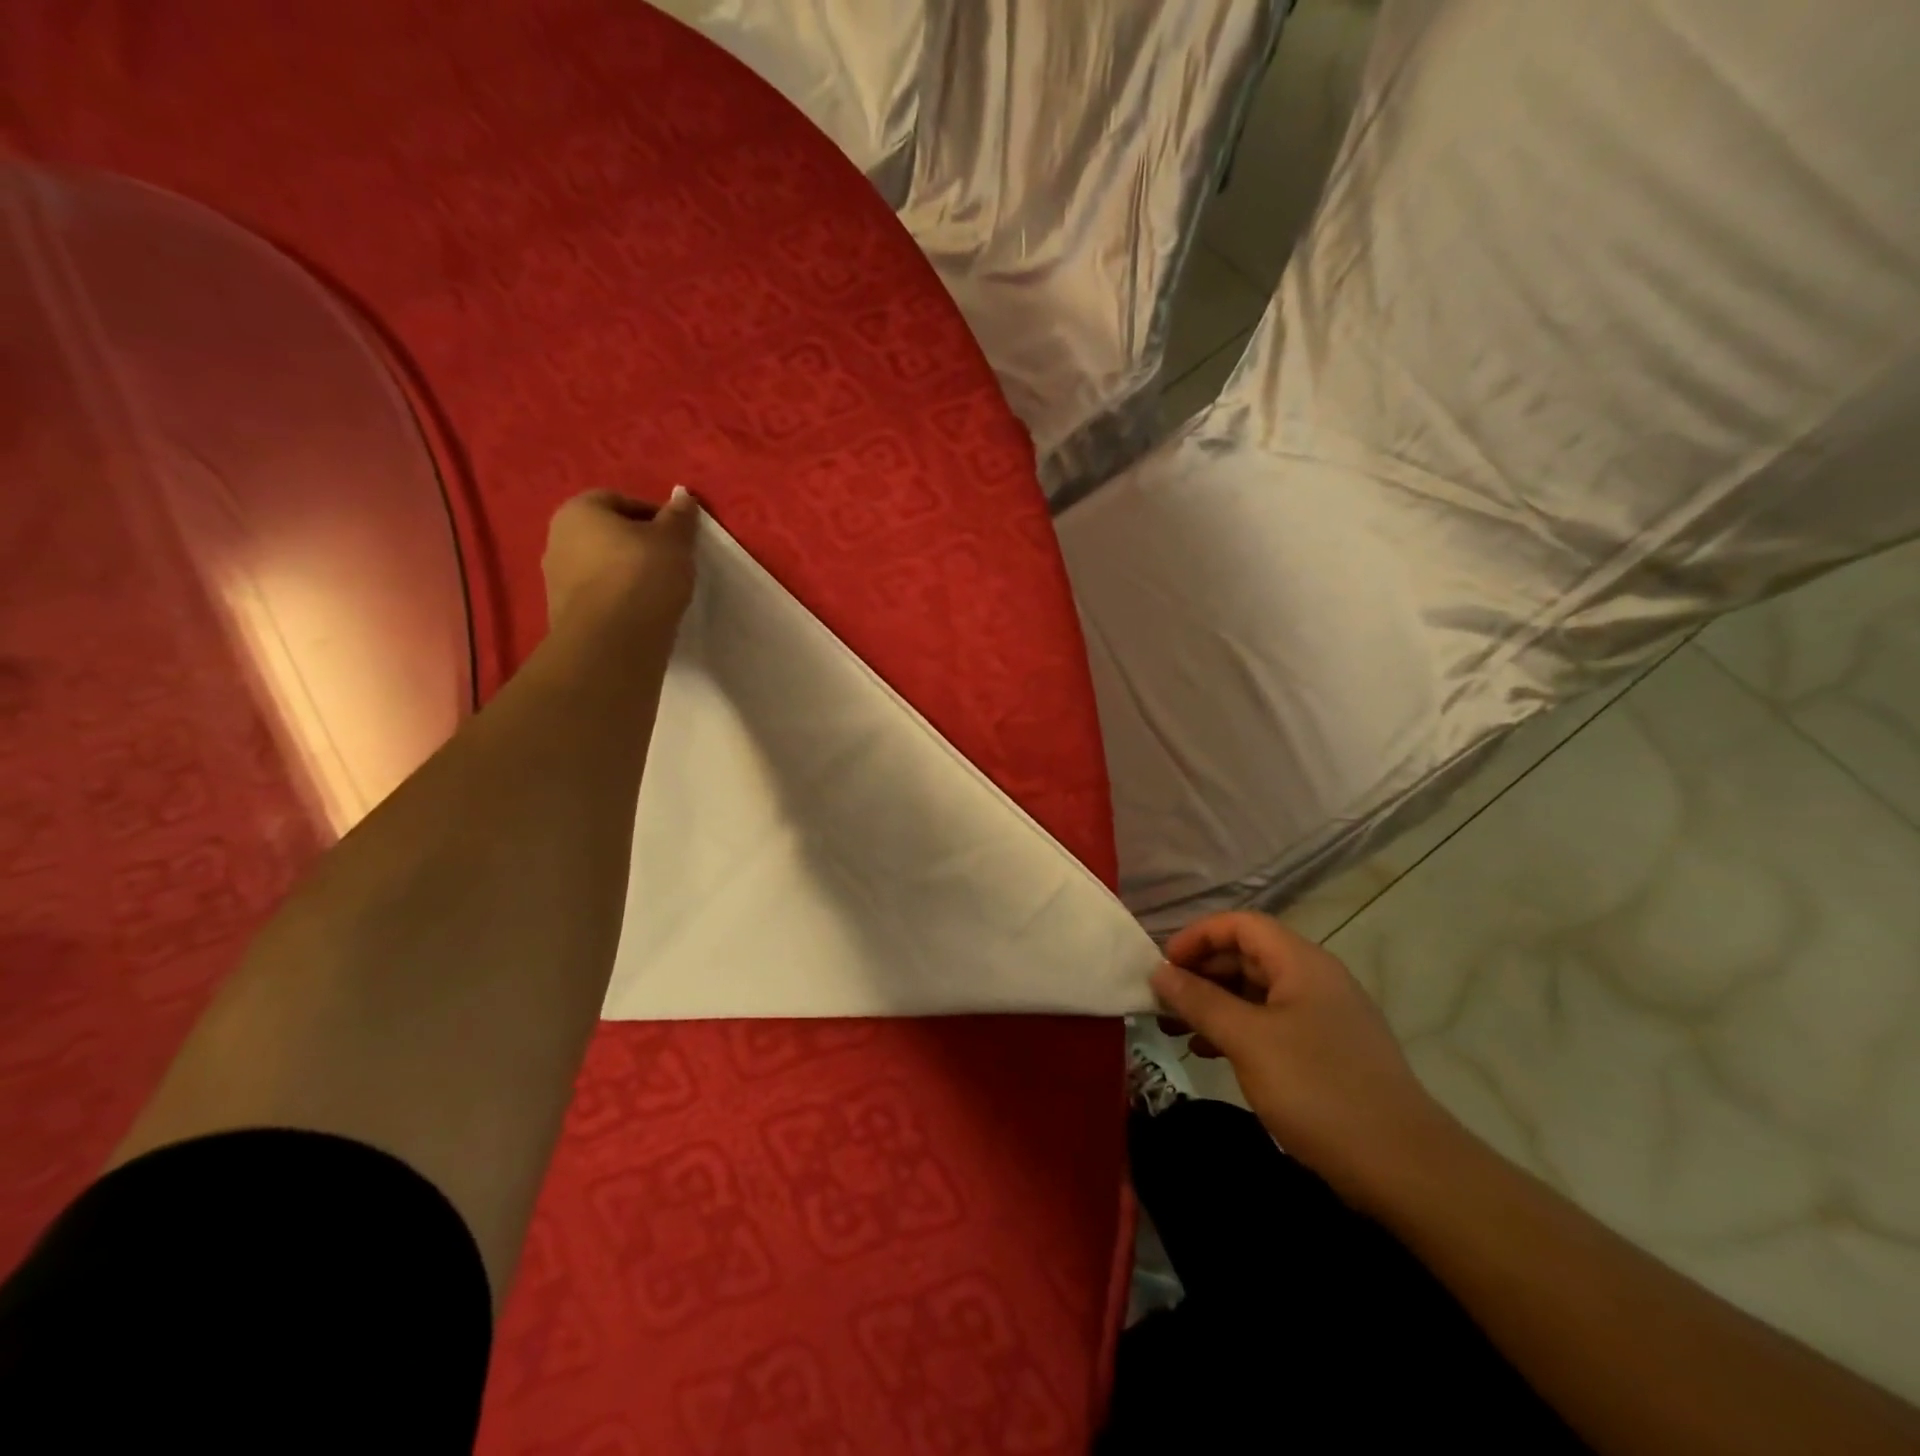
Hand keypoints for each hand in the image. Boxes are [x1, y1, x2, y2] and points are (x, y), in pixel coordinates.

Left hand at [542, 488, 699, 634]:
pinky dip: (619, 600)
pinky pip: (598, 597)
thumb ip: (679, 517)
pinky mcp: (562, 614)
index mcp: (579, 510)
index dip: (654, 516)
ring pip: (601, 567)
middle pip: (607, 535)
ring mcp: (555, 579)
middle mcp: (557, 538)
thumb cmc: (643, 574)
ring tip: (658, 592)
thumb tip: (682, 495)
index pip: (620, 500)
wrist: (612, 639)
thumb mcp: (674, 540)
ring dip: (626, 574)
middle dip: (637, 545)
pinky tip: (641, 613)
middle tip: (670, 563)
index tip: (678, 537)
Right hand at [1151, 911, 1455, 1210]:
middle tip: (1162, 1002)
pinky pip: (1270, 1023)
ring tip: (1175, 1029)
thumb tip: (1159, 972)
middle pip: (1247, 956)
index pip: (1241, 925)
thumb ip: (1199, 1001)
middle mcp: (1314, 979)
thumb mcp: (1248, 1041)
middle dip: (1201, 973)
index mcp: (1301, 963)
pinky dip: (1236, 1030)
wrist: (1404, 1168)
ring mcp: (1323, 1017)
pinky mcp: (1326, 1052)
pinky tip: (1209, 1053)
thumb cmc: (1318, 1090)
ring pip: (1256, 993)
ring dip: (1214, 1004)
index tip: (1163, 967)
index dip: (1198, 937)